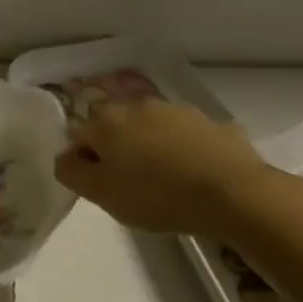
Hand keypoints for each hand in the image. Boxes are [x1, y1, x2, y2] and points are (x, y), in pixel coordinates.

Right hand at [53, 98, 279, 240]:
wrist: (236, 194)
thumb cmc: (158, 195)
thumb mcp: (101, 194)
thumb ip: (71, 172)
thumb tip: (66, 157)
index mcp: (106, 120)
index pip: (78, 135)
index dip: (84, 160)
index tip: (98, 184)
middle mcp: (137, 105)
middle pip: (114, 126)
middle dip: (116, 148)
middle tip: (128, 182)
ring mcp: (176, 110)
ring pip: (149, 127)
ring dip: (148, 146)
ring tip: (163, 179)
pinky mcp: (211, 122)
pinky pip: (184, 135)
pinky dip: (181, 149)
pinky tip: (192, 174)